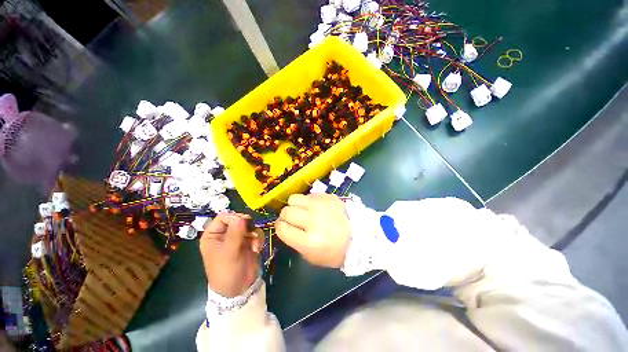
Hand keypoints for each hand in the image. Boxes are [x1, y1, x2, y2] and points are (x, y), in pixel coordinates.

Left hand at [200, 213, 263, 297]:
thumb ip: (235, 234)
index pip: (223, 217)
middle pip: (238, 219)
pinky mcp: (249, 242)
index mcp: (213, 235)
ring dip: (254, 234)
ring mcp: (238, 237)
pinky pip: (256, 233)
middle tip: (251, 232)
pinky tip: (257, 249)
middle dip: (247, 226)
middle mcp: (225, 234)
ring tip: (254, 246)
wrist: (239, 289)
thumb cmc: (226, 272)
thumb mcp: (228, 253)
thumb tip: (241, 217)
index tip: (244, 222)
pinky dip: (258, 239)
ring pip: (249, 225)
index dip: (234, 218)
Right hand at [276, 194, 350, 267]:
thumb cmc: (333, 252)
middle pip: (286, 212)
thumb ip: (294, 241)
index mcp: (308, 241)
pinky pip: (309, 195)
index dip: (280, 227)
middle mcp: (313, 221)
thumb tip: (285, 226)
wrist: (357, 236)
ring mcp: (321, 206)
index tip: (283, 227)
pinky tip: (315, 207)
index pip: (281, 228)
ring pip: (294, 198)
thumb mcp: (310, 256)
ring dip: (294, 205)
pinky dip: (308, 201)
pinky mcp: (328, 197)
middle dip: (285, 216)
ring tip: (302, 210)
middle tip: (293, 219)